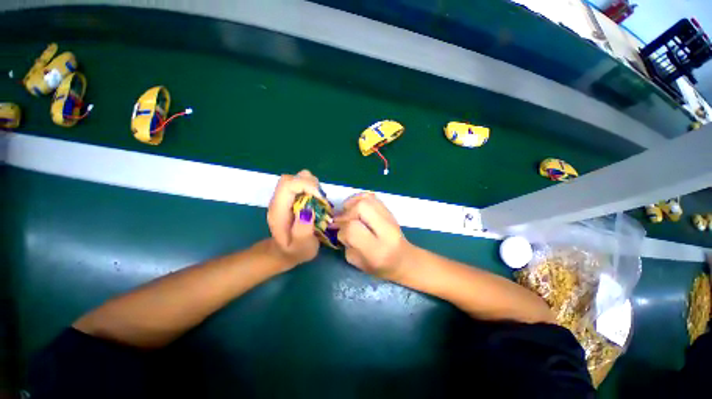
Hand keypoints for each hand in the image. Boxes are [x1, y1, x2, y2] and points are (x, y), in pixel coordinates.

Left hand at [267, 170, 322, 266]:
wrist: (283, 252)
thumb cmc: (294, 251)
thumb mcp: (301, 247)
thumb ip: (303, 231)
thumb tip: (308, 210)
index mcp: (278, 211)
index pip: (287, 185)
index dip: (306, 185)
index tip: (320, 198)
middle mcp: (279, 200)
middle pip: (291, 178)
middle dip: (309, 183)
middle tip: (321, 199)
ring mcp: (284, 198)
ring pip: (296, 178)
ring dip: (311, 185)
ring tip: (319, 200)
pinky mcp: (291, 198)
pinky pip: (301, 184)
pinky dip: (311, 187)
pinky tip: (316, 200)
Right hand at [333, 193, 411, 279]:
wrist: (404, 258)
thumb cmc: (380, 267)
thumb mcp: (358, 262)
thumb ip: (346, 244)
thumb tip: (339, 226)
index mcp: (377, 249)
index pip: (353, 229)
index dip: (342, 229)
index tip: (338, 231)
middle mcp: (386, 230)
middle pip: (361, 207)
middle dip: (346, 213)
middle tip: (340, 220)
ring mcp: (390, 217)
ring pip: (366, 199)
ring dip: (351, 204)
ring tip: (347, 213)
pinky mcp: (389, 210)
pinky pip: (371, 196)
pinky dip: (359, 198)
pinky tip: (355, 207)